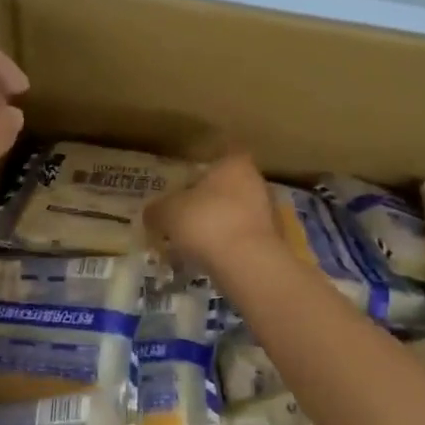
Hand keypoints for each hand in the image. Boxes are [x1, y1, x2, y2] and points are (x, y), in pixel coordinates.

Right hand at [145, 151, 283, 279]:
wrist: (249, 264)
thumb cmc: (207, 223)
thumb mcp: (168, 213)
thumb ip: (157, 209)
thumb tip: (151, 212)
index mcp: (234, 164)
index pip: (217, 160)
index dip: (198, 174)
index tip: (182, 190)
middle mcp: (256, 182)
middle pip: (226, 188)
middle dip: (206, 203)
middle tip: (183, 220)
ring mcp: (269, 212)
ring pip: (236, 214)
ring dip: (217, 226)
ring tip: (193, 245)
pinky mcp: (273, 241)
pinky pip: (243, 238)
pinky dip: (228, 246)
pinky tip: (211, 261)